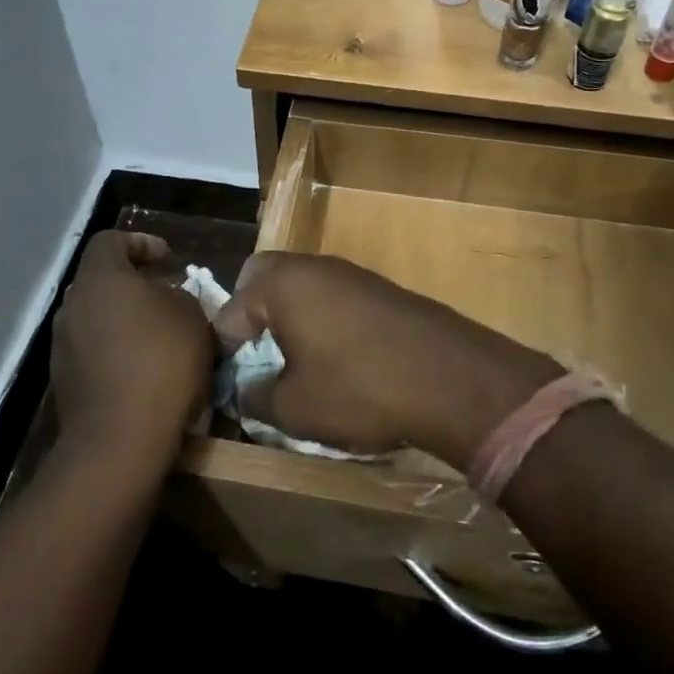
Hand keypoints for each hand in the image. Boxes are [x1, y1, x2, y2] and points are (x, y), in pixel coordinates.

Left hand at [50, 232, 215, 470]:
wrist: (120, 440)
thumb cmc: (162, 362)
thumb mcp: (192, 316)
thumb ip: (179, 295)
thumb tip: (167, 299)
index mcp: (100, 279)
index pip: (111, 240)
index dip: (141, 243)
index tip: (169, 260)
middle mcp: (72, 306)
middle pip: (102, 281)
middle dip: (135, 286)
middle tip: (168, 298)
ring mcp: (62, 346)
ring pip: (97, 318)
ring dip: (126, 321)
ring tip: (160, 338)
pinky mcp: (63, 382)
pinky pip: (93, 352)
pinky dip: (116, 352)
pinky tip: (144, 371)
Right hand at [214, 253, 558, 466]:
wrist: (451, 378)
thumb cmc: (359, 388)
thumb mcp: (294, 407)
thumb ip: (254, 396)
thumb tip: (244, 390)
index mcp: (281, 284)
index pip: (229, 311)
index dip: (221, 351)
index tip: (227, 385)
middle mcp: (312, 267)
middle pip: (262, 279)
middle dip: (250, 315)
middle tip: (254, 359)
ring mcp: (350, 273)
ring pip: (300, 286)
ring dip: (288, 318)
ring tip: (294, 364)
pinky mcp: (379, 289)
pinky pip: (332, 296)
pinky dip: (321, 320)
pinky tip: (336, 359)